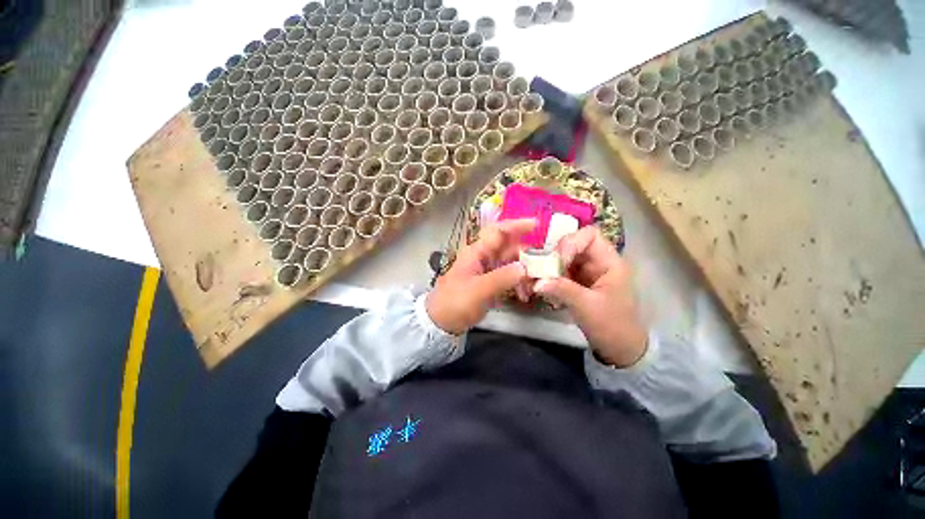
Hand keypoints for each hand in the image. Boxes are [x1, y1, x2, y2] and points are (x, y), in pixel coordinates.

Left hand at [426, 219, 535, 334]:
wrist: (441, 322)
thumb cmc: (456, 302)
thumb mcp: (478, 290)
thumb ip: (502, 278)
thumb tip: (525, 268)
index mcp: (477, 252)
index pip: (498, 232)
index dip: (516, 225)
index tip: (536, 225)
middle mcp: (483, 257)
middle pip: (508, 248)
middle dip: (526, 254)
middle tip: (544, 264)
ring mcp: (487, 270)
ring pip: (511, 263)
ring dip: (524, 272)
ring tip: (534, 285)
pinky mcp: (490, 283)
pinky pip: (509, 277)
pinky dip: (518, 283)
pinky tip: (524, 295)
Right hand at [534, 226, 647, 366]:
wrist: (619, 348)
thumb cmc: (612, 326)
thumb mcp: (588, 307)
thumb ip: (563, 290)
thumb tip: (536, 281)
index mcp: (608, 262)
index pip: (589, 235)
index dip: (570, 242)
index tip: (557, 260)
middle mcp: (595, 262)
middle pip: (570, 245)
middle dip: (552, 256)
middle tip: (538, 271)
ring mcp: (584, 272)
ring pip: (560, 259)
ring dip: (545, 268)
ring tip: (533, 281)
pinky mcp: (575, 283)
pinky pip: (557, 273)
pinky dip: (546, 278)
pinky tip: (537, 289)